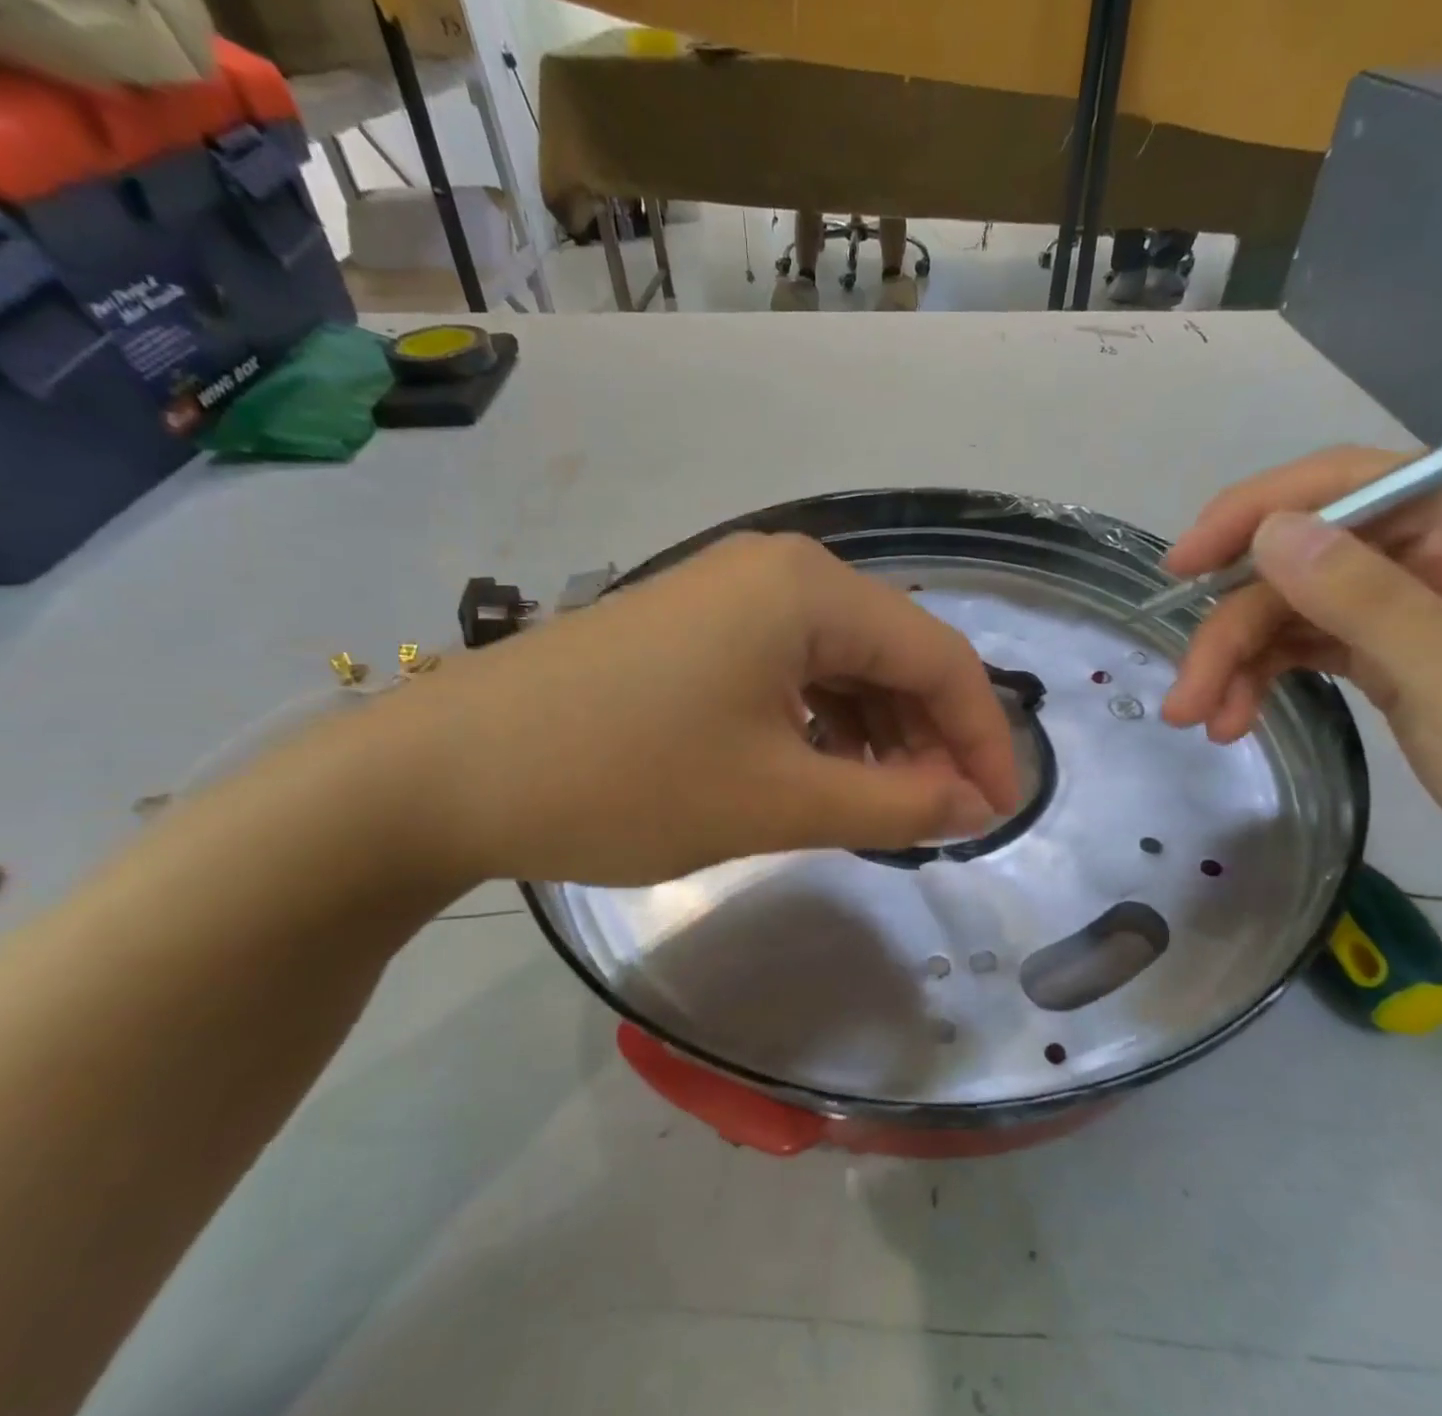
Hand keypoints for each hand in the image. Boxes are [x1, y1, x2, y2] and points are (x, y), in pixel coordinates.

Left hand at [402, 533, 1019, 887]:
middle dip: (932, 738)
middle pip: (894, 653)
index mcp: (809, 590)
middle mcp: (780, 571)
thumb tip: (973, 806)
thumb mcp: (777, 801)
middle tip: (944, 819)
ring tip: (888, 805)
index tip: (1000, 812)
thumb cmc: (622, 780)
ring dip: (879, 734)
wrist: (442, 773)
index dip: (983, 738)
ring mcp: (731, 594)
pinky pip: (792, 670)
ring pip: (843, 663)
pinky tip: (824, 771)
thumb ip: (894, 805)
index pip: (939, 657)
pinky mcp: (695, 627)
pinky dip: (824, 724)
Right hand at [1158, 448, 1441, 910]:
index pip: (1346, 485)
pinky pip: (1302, 651)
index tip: (1182, 565)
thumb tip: (1268, 532)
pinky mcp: (1386, 660)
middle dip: (1232, 628)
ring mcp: (1407, 609)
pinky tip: (1235, 721)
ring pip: (1289, 611)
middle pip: (1299, 565)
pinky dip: (1261, 681)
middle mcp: (1436, 554)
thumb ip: (1363, 599)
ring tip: (1201, 721)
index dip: (1252, 514)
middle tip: (1184, 696)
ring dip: (1236, 662)